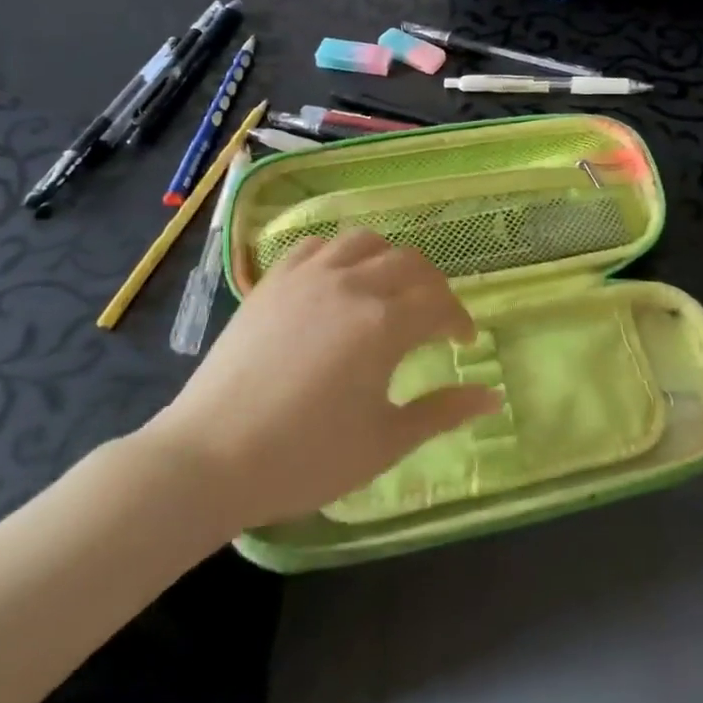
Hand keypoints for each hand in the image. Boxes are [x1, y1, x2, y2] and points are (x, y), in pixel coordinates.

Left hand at [141, 229, 501, 532]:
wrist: (209, 460)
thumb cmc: (305, 458)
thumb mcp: (385, 443)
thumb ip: (443, 413)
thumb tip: (493, 397)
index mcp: (385, 323)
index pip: (441, 304)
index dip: (459, 321)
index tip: (462, 344)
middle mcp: (352, 285)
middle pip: (411, 264)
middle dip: (433, 288)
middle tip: (433, 320)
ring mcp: (308, 277)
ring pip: (366, 242)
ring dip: (390, 262)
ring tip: (389, 292)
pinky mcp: (273, 282)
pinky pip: (316, 246)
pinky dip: (339, 255)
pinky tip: (338, 281)